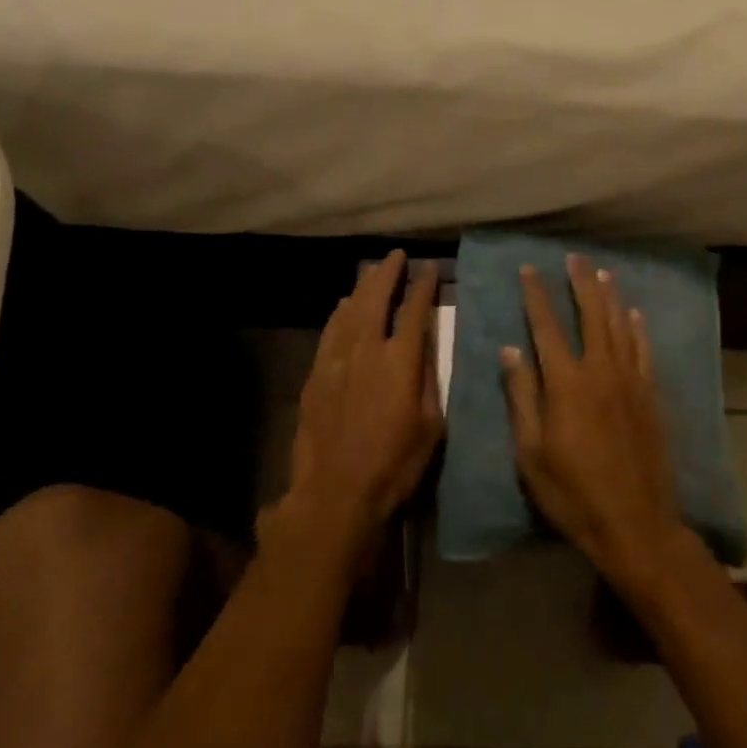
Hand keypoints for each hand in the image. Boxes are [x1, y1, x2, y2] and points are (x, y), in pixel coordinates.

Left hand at [277, 251, 443, 558]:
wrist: (336, 491)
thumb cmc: (395, 463)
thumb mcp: (431, 424)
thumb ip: (429, 378)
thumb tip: (427, 344)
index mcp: (400, 360)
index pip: (414, 310)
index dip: (423, 286)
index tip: (429, 268)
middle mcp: (367, 349)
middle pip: (376, 299)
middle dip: (387, 273)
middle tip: (395, 256)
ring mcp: (336, 360)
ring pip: (349, 310)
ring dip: (362, 287)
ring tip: (371, 272)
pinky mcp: (315, 375)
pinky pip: (329, 331)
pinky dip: (339, 313)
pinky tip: (343, 307)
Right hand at [501, 254, 688, 584]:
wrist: (635, 522)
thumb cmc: (573, 492)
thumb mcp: (531, 452)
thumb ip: (522, 396)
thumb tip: (511, 349)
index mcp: (566, 383)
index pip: (547, 327)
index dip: (537, 295)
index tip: (530, 269)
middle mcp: (601, 371)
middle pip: (591, 315)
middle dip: (581, 283)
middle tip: (575, 258)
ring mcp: (630, 381)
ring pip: (620, 326)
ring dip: (610, 297)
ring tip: (602, 273)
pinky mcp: (651, 396)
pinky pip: (644, 351)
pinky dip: (637, 329)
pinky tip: (635, 314)